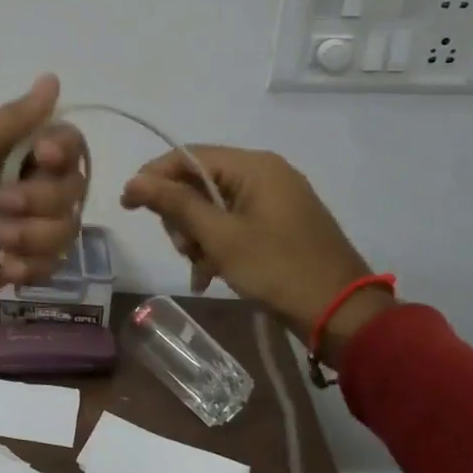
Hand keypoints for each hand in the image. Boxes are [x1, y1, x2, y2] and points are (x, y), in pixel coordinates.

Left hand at [0, 75, 89, 334]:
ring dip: (36, 235)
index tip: (44, 157)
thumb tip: (52, 78)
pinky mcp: (6, 270)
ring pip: (63, 228)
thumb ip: (13, 120)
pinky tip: (3, 269)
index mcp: (0, 153)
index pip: (61, 143)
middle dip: (43, 199)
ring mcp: (12, 231)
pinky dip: (31, 265)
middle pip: (69, 187)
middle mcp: (13, 187)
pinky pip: (48, 265)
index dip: (63, 150)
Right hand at [119, 146, 391, 367]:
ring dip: (198, 236)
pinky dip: (218, 244)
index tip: (128, 205)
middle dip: (182, 216)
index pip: (189, 156)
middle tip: (182, 249)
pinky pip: (234, 222)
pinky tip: (210, 275)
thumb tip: (134, 180)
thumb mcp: (220, 237)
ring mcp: (275, 198)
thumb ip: (175, 204)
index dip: (154, 177)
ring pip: (214, 206)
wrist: (343, 315)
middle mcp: (265, 173)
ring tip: (200, 269)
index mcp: (254, 166)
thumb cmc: (278, 269)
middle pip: (200, 182)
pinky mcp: (281, 222)